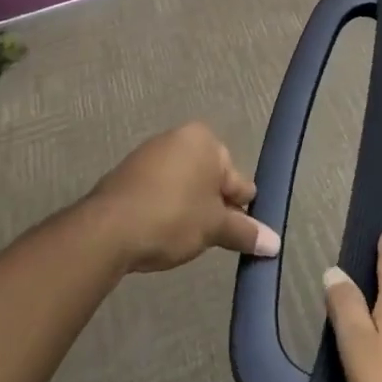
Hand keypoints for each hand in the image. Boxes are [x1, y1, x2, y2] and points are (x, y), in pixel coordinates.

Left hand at [85, 122, 276, 273]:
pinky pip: (158, 191)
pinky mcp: (125, 175)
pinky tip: (161, 232)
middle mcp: (176, 138)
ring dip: (189, 209)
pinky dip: (165, 208)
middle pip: (209, 178)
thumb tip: (275, 244)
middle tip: (211, 238)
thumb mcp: (215, 227)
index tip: (237, 233)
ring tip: (184, 239)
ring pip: (183, 185)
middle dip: (213, 207)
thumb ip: (245, 232)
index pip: (236, 177)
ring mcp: (147, 155)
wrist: (106, 231)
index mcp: (203, 139)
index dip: (240, 207)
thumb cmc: (173, 217)